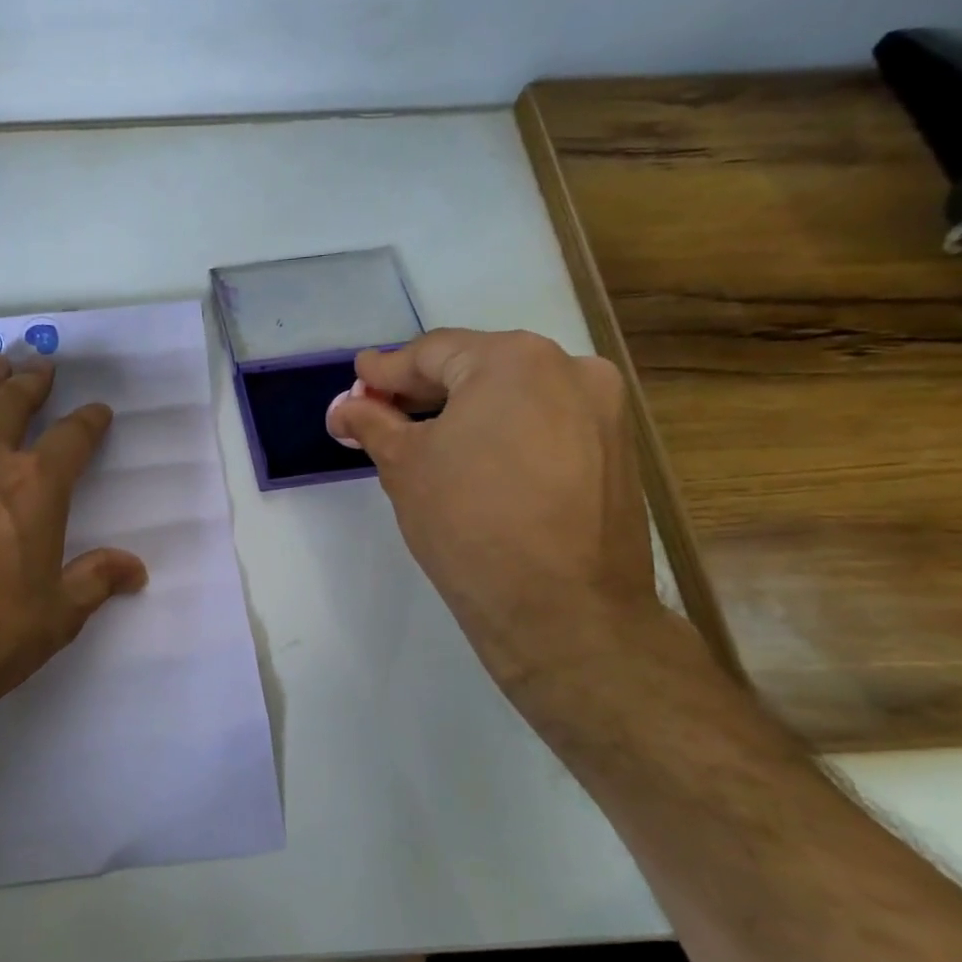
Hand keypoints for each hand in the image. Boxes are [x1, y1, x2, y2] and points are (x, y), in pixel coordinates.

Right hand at [326, 329, 663, 689]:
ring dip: (463, 412)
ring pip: (513, 396)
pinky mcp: (616, 449)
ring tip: (421, 442)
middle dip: (422, 392)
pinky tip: (471, 462)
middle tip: (378, 414)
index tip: (356, 382)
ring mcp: (602, 409)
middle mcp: (568, 368)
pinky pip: (544, 423)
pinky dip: (502, 432)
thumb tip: (345, 408)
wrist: (563, 608)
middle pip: (476, 368)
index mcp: (513, 360)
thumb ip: (372, 423)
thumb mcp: (403, 466)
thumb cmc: (468, 521)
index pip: (431, 353)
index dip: (385, 371)